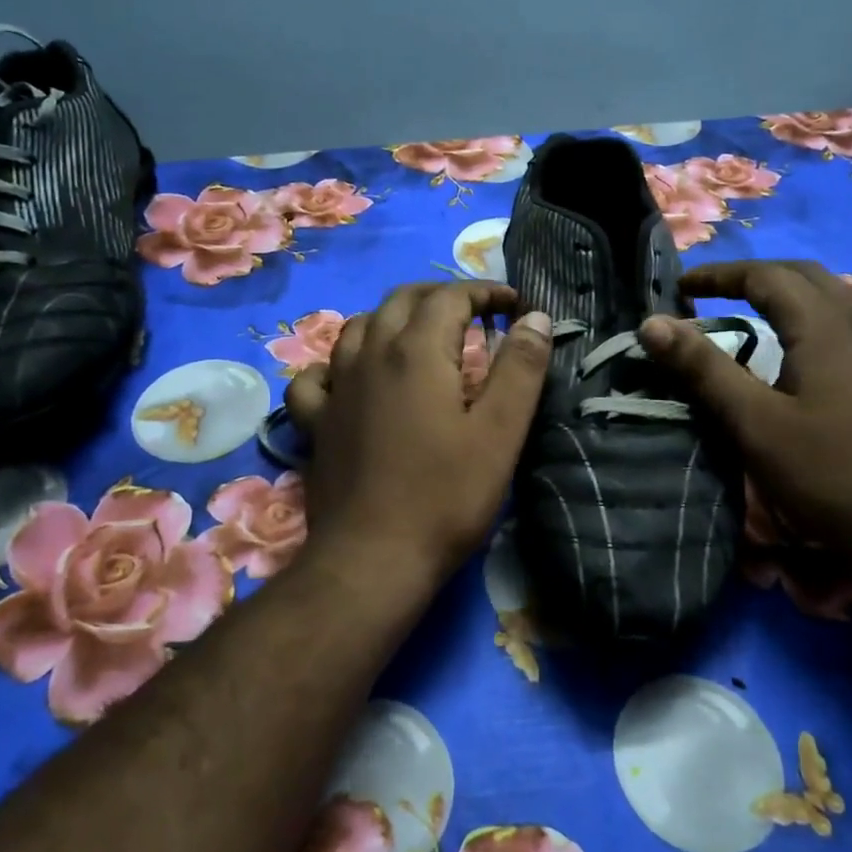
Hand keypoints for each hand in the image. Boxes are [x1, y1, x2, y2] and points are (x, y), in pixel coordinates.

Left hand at [286, 282, 553, 580]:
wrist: (371, 559)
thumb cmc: (445, 496)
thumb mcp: (500, 432)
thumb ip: (521, 368)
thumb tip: (536, 317)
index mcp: (416, 351)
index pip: (451, 296)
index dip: (486, 292)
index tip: (514, 305)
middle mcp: (369, 355)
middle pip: (401, 299)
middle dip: (441, 295)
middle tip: (474, 312)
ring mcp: (335, 387)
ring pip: (358, 327)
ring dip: (393, 318)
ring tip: (419, 335)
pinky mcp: (315, 422)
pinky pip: (317, 375)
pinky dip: (337, 364)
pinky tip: (350, 379)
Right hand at [640, 260, 851, 548]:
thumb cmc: (830, 474)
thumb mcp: (754, 423)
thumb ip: (703, 369)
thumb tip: (652, 323)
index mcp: (825, 326)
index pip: (766, 276)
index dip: (719, 275)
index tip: (681, 288)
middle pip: (805, 276)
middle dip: (754, 276)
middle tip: (714, 293)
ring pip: (837, 295)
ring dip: (792, 291)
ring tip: (759, 310)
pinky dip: (819, 315)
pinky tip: (811, 350)